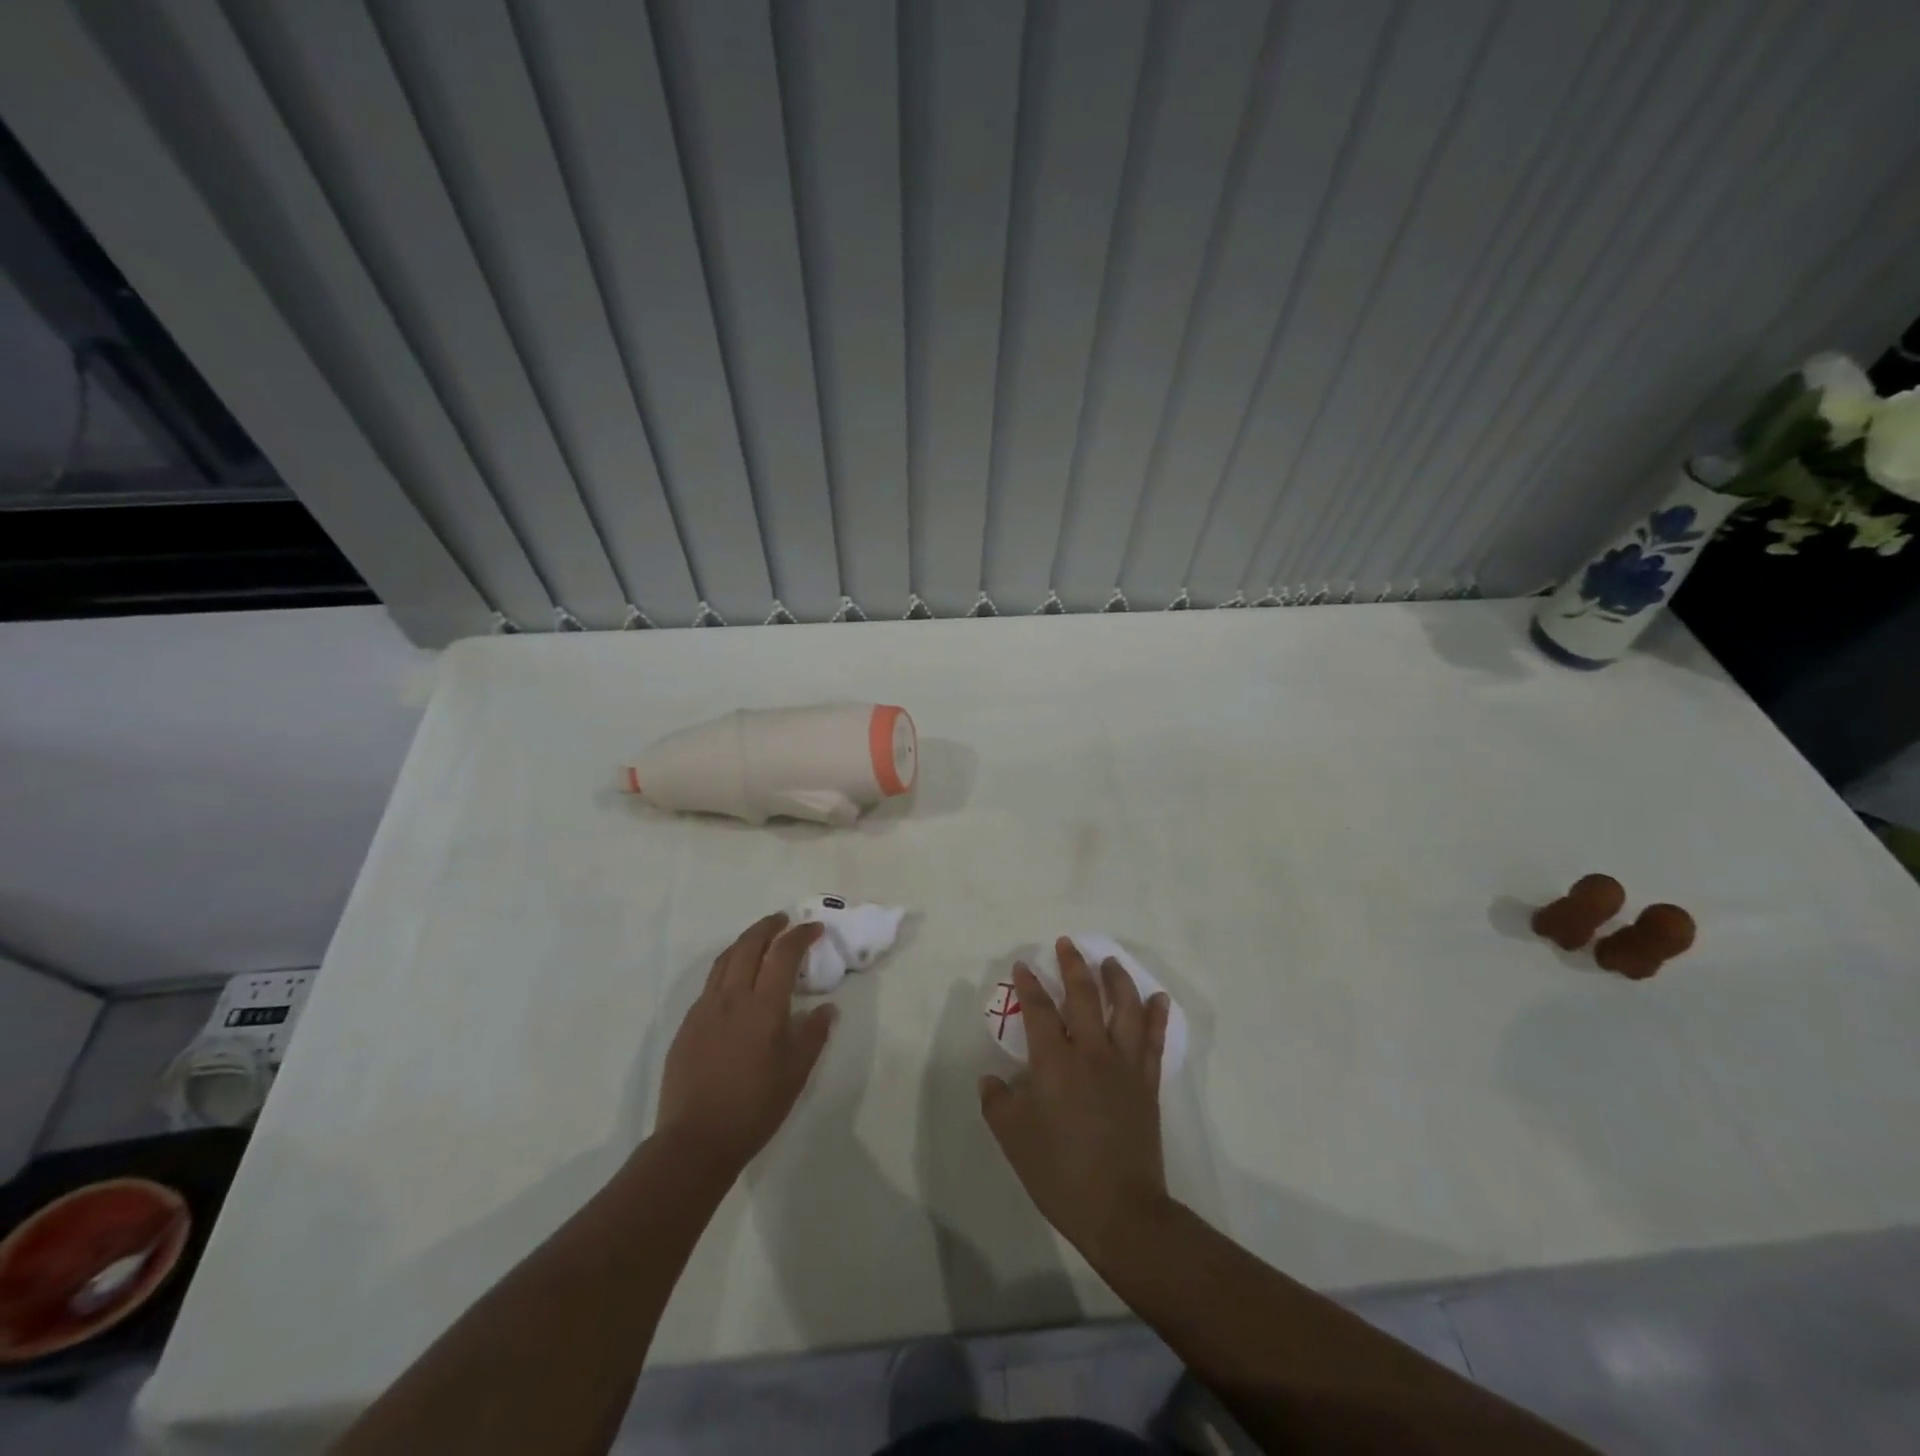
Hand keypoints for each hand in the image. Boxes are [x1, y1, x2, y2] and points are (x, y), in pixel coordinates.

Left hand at [654, 914, 835, 1178]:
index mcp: (763, 1006)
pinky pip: (710, 983)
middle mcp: (731, 998)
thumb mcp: (796, 1073)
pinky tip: (734, 981)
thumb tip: (827, 1007)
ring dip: (745, 942)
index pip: (783, 954)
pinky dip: (727, 967)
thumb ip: (813, 1034)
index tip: (815, 929)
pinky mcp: (688, 1025)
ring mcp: (704, 1009)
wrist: (695, 1140)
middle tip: (784, 921)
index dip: (801, 936)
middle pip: (749, 946)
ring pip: (724, 960)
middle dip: (768, 927)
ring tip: (759, 939)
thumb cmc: (754, 1107)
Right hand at [979, 938, 1171, 1263]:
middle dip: (1073, 966)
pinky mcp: (1147, 1083)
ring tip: (1110, 962)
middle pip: (1083, 996)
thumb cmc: (1059, 1172)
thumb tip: (992, 1078)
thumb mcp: (1013, 1138)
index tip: (1024, 965)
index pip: (1039, 1009)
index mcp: (1054, 1061)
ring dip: (1117, 980)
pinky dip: (1156, 1015)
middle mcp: (1090, 1051)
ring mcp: (1124, 1065)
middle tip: (1067, 944)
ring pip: (1124, 1009)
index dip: (1029, 984)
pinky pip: (1154, 1040)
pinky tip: (1158, 998)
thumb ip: (998, 1101)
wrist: (1119, 1210)